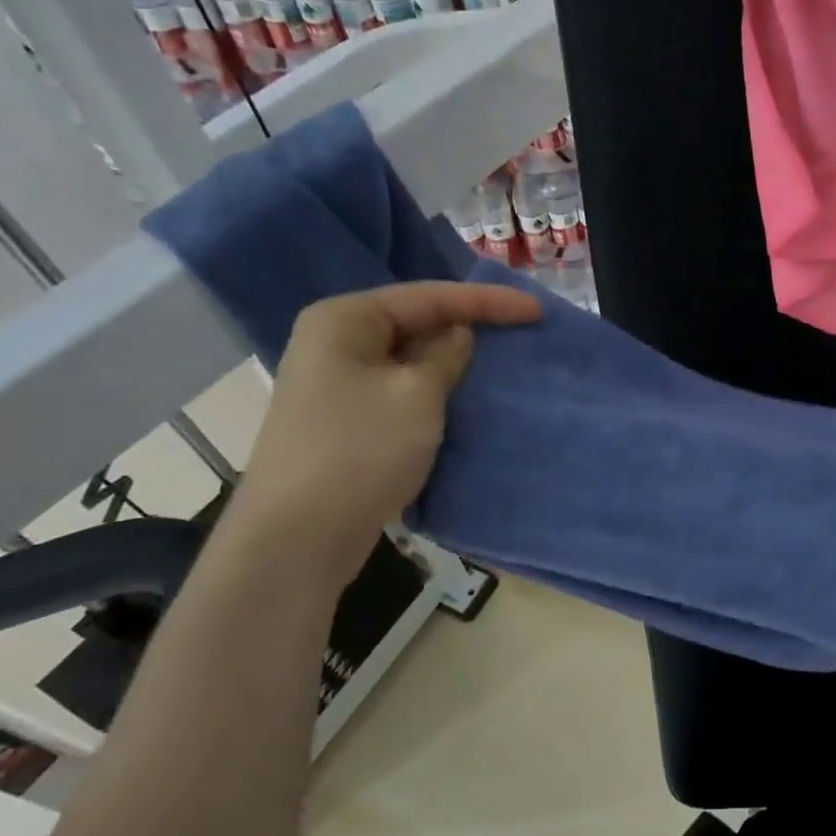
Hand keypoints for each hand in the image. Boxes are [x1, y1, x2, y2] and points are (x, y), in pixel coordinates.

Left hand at [224, 282, 540, 586]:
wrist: (298, 537)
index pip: (428, 297)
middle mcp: (334, 343)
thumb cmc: (361, 451)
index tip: (537, 312)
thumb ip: (445, 355)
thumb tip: (457, 336)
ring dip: (452, 363)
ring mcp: (336, 385)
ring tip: (498, 364)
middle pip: (415, 322)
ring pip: (408, 360)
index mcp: (344, 320)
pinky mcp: (345, 422)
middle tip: (521, 333)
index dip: (487, 301)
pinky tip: (462, 400)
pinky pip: (400, 391)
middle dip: (468, 327)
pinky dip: (433, 392)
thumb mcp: (417, 394)